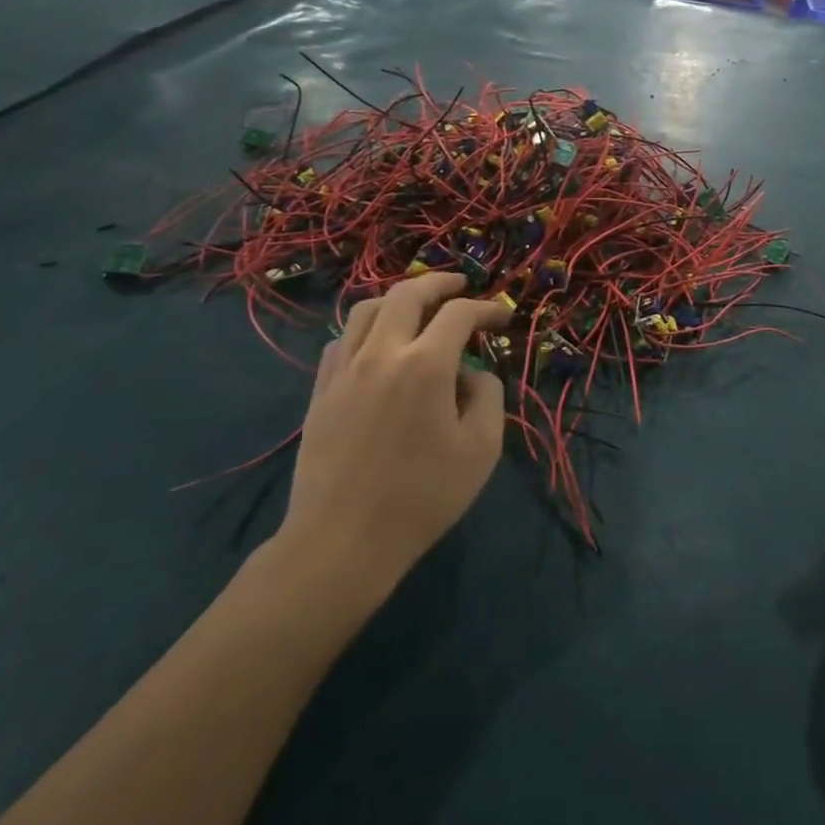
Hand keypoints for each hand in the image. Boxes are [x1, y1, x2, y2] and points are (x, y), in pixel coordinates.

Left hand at [269, 273, 510, 604]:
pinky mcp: (320, 391)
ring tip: (417, 305)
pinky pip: (340, 339)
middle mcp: (382, 354)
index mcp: (425, 365)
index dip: (487, 307)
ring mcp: (344, 370)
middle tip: (460, 285)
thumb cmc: (422, 497)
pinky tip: (376, 343)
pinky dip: (365, 327)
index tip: (504, 315)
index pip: (460, 314)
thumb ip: (487, 397)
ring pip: (365, 308)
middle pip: (407, 295)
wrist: (342, 541)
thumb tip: (473, 375)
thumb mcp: (481, 449)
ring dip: (397, 298)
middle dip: (439, 283)